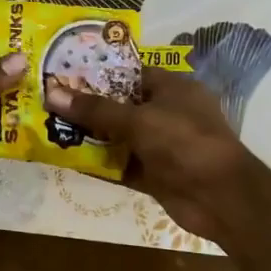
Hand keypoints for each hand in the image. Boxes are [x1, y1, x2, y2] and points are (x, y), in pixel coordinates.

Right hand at [43, 68, 255, 242]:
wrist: (220, 197)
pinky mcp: (156, 175)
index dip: (100, 73)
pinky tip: (70, 161)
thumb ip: (95, 109)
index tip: (66, 74)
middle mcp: (168, 114)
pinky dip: (101, 165)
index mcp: (174, 89)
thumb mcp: (137, 120)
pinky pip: (122, 166)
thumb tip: (52, 93)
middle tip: (51, 102)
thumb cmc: (183, 142)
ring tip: (52, 130)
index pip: (132, 74)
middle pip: (122, 107)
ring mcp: (162, 147)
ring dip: (91, 138)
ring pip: (120, 138)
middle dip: (89, 107)